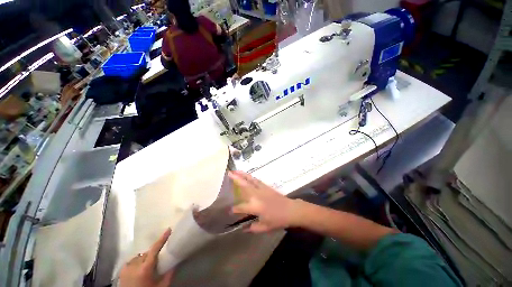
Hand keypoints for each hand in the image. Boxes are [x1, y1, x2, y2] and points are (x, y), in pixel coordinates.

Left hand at [119, 229, 173, 286]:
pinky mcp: (121, 271)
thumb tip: (176, 262)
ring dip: (145, 258)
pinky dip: (137, 262)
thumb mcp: (161, 286)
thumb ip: (169, 274)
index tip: (168, 229)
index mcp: (145, 268)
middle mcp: (135, 265)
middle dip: (153, 254)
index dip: (162, 239)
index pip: (154, 249)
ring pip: (139, 256)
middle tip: (158, 260)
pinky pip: (131, 261)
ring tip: (148, 265)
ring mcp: (126, 268)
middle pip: (147, 253)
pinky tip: (139, 268)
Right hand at [229, 171, 298, 232]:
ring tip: (235, 170)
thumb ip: (252, 228)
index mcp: (254, 206)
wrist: (290, 210)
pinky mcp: (266, 186)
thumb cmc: (278, 220)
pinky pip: (256, 180)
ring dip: (242, 174)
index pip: (240, 207)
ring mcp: (261, 189)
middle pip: (244, 185)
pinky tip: (247, 175)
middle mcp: (256, 195)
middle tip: (228, 173)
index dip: (234, 210)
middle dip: (235, 179)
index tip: (229, 211)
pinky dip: (250, 177)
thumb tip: (243, 228)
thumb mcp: (264, 227)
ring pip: (250, 180)